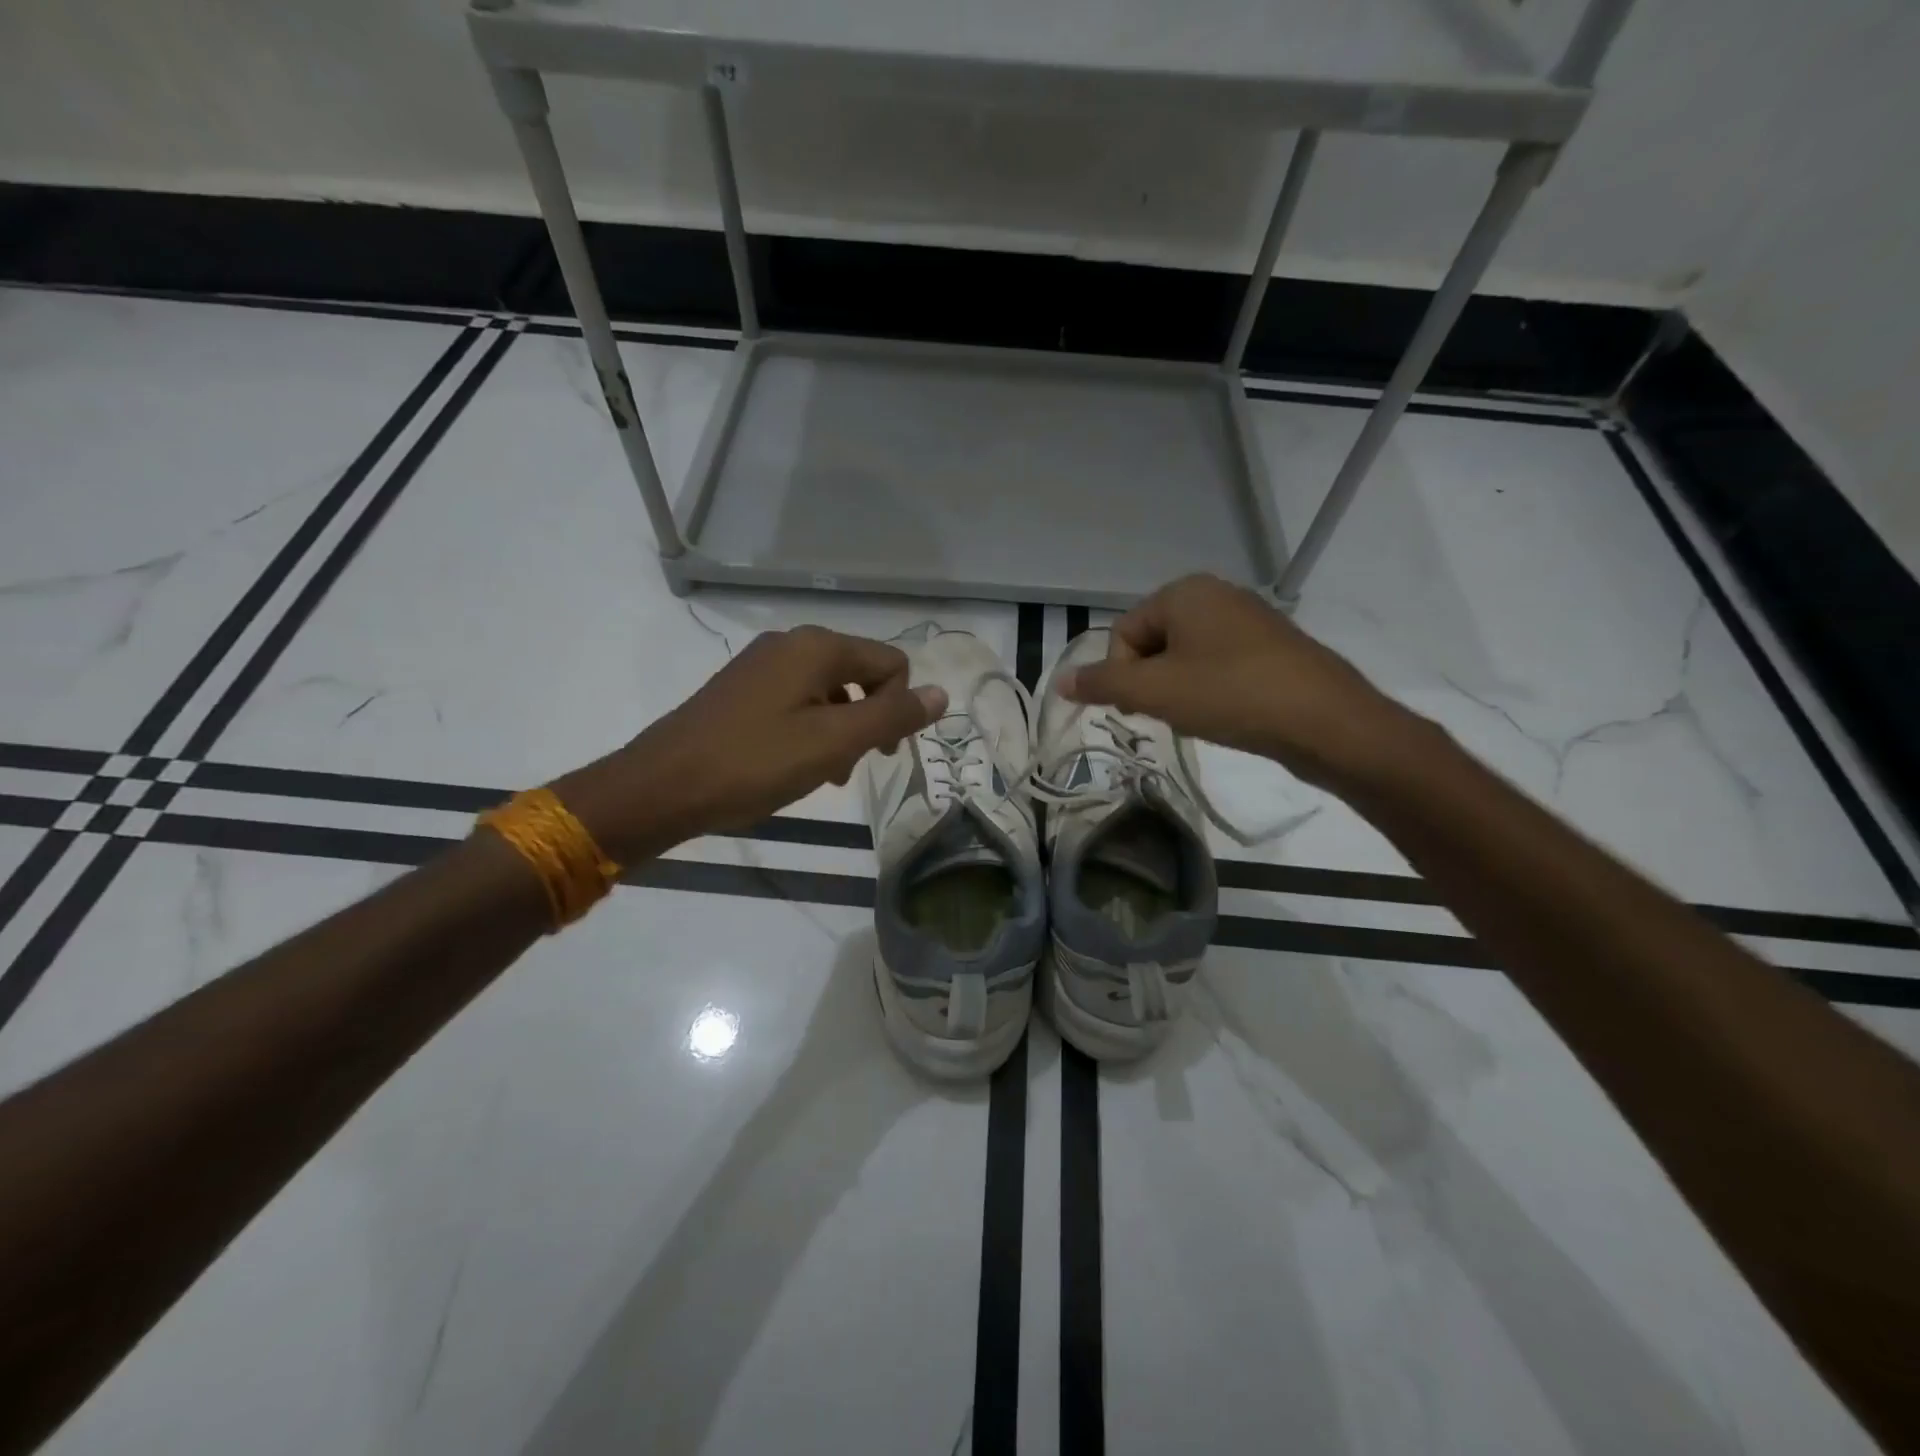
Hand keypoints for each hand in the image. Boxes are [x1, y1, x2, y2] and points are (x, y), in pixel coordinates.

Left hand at [556, 626, 946, 860]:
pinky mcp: (741, 689)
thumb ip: (892, 716)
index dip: (898, 709)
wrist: (662, 786)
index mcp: (817, 647)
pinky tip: (793, 767)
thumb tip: (942, 693)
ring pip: (829, 692)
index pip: (892, 664)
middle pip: (860, 675)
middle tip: (848, 768)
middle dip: (867, 721)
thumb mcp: (834, 743)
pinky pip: (796, 702)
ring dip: (839, 732)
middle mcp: (791, 643)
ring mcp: (761, 664)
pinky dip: (809, 731)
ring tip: (821, 775)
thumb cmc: (754, 764)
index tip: (879, 755)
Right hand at [1058, 574, 1419, 788]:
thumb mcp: (1155, 691)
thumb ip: (1102, 683)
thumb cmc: (1230, 695)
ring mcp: (1248, 619)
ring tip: (1198, 717)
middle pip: (1153, 643)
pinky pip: (1218, 664)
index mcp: (1184, 592)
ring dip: (1177, 689)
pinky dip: (1209, 690)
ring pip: (1185, 657)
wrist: (1324, 721)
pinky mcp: (1271, 647)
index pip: (1123, 634)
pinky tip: (1225, 714)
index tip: (1140, 708)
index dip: (1121, 675)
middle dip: (1149, 682)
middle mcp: (1216, 594)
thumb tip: (1061, 681)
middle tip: (1167, 715)